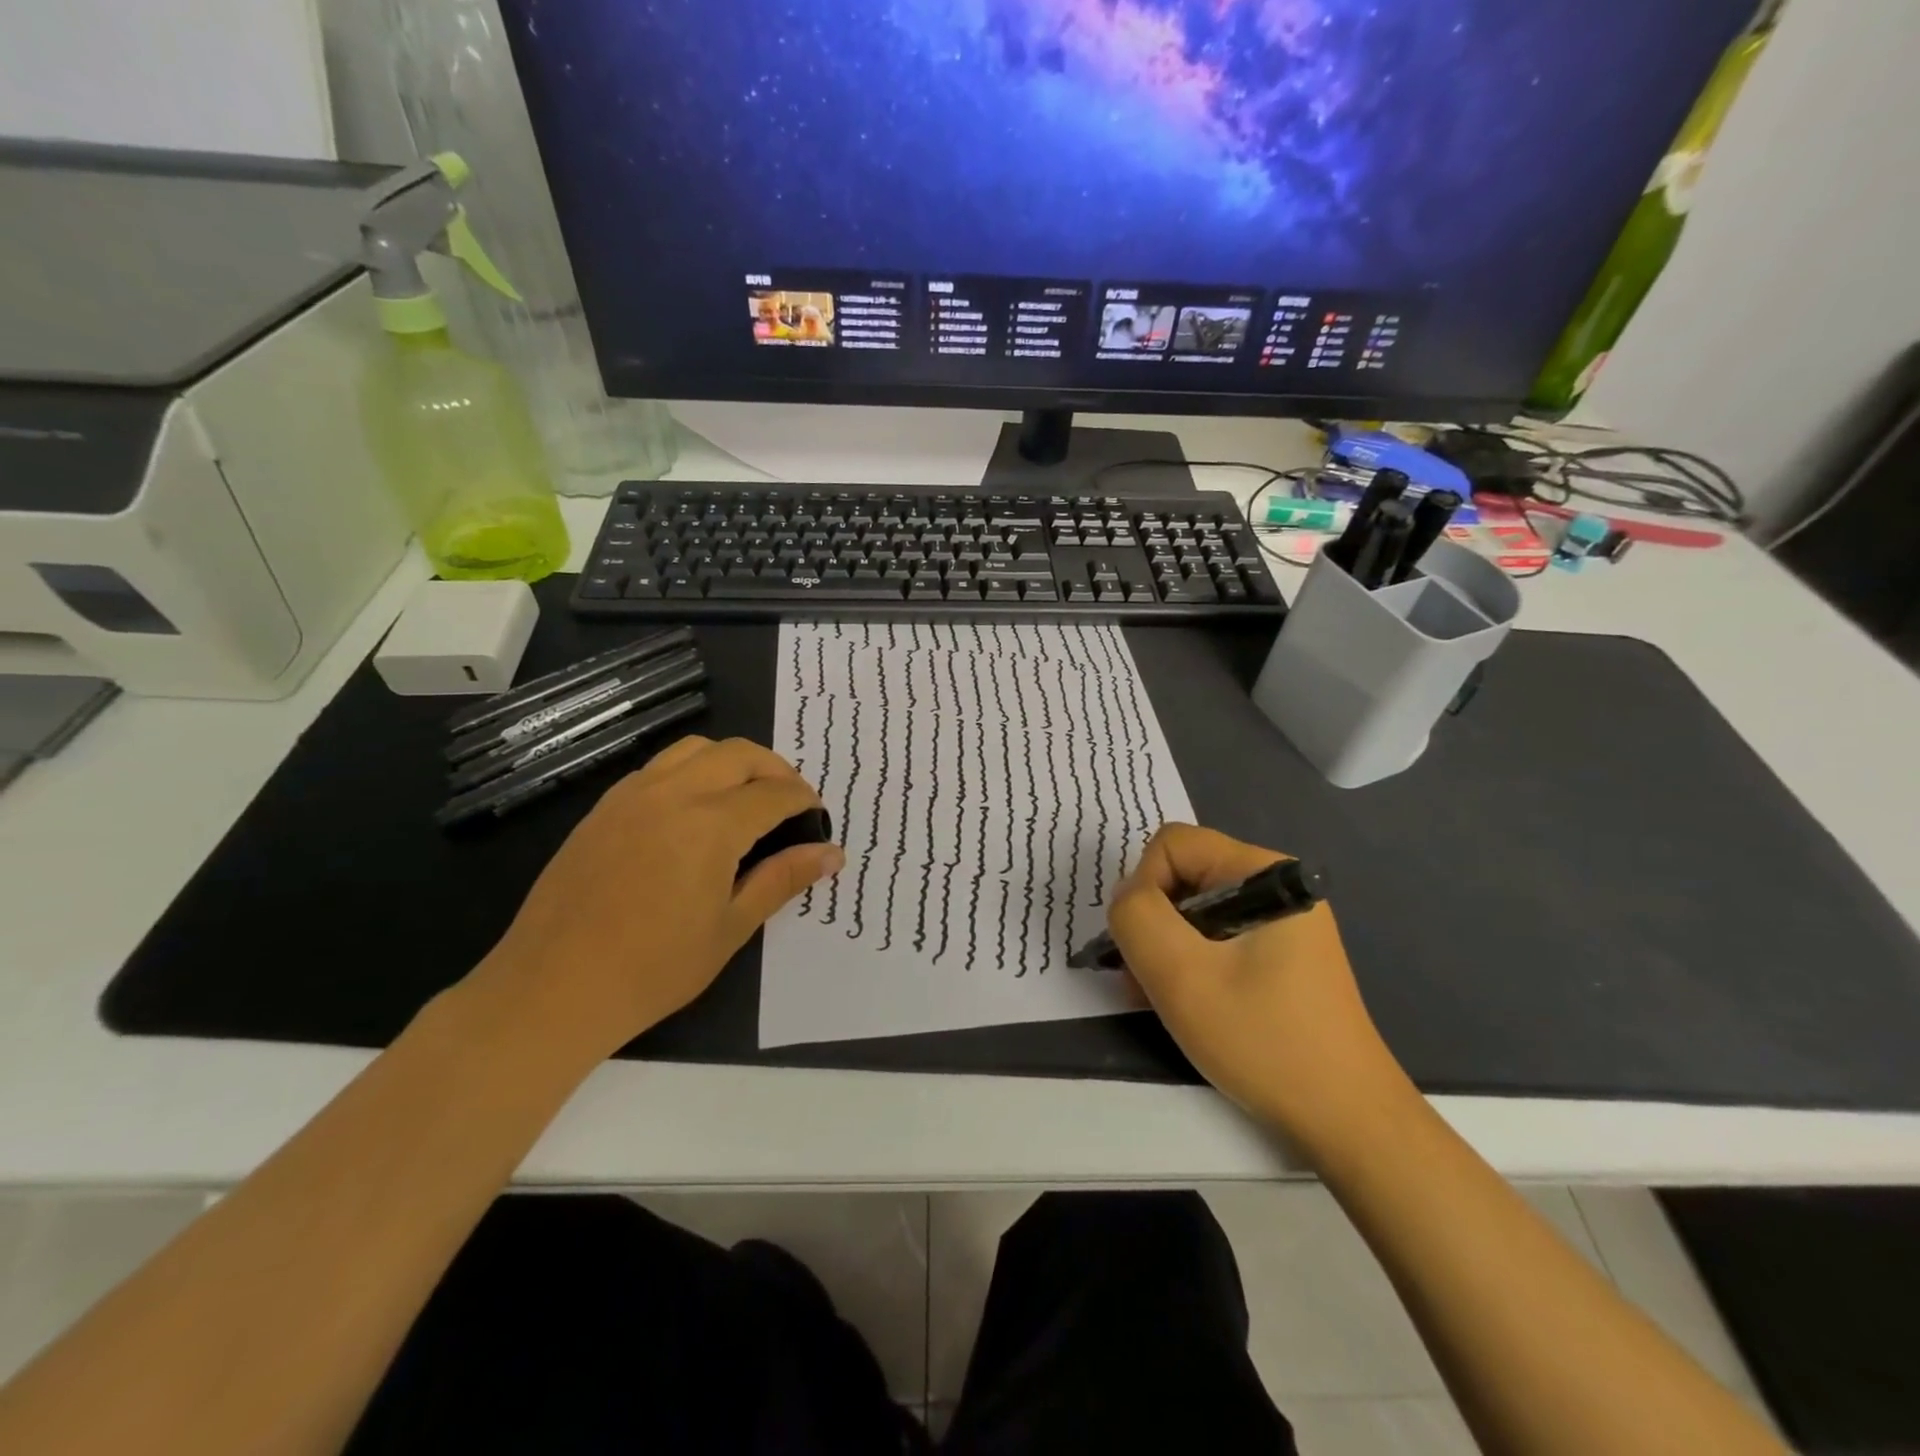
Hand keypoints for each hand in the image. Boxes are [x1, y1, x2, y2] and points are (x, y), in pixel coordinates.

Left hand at [472, 735, 843, 1063]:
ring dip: (733, 762)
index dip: (805, 801)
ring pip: (697, 750)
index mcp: (711, 825)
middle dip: (776, 770)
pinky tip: (695, 811)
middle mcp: (673, 793)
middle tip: (791, 803)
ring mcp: (632, 796)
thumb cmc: (654, 968)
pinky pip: (660, 767)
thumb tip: (832, 854)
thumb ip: (783, 878)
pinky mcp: (604, 808)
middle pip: (740, 754)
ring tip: (747, 798)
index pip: (775, 793)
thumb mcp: (731, 927)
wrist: (552, 989)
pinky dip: (693, 772)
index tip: (818, 820)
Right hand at [1108, 824, 1411, 1149]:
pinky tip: (1187, 1004)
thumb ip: (1137, 917)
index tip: (1145, 946)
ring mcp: (1281, 924)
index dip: (1143, 888)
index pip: (1173, 845)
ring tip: (1159, 999)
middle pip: (1182, 876)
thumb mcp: (1181, 975)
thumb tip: (1127, 898)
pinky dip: (1190, 964)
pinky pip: (1215, 939)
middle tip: (1144, 980)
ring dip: (1165, 949)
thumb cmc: (1263, 1040)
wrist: (1348, 1121)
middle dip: (1152, 923)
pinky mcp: (1280, 956)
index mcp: (1263, 873)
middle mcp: (1274, 887)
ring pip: (1193, 911)